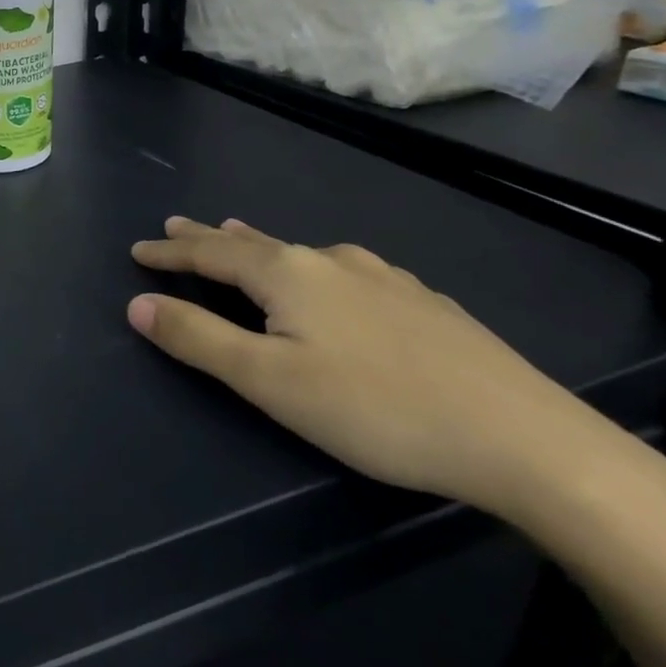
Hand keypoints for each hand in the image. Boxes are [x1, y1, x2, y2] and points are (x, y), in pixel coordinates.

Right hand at [126, 217, 626, 516]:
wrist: (528, 441)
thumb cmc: (376, 410)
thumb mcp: (268, 382)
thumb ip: (198, 339)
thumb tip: (139, 303)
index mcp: (288, 275)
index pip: (210, 254)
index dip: (170, 251)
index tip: (137, 249)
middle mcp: (332, 262)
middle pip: (254, 244)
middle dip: (209, 237)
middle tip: (179, 225)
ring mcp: (385, 278)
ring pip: (303, 253)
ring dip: (261, 247)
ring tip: (241, 238)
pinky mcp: (425, 303)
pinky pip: (347, 270)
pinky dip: (314, 266)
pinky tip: (334, 278)